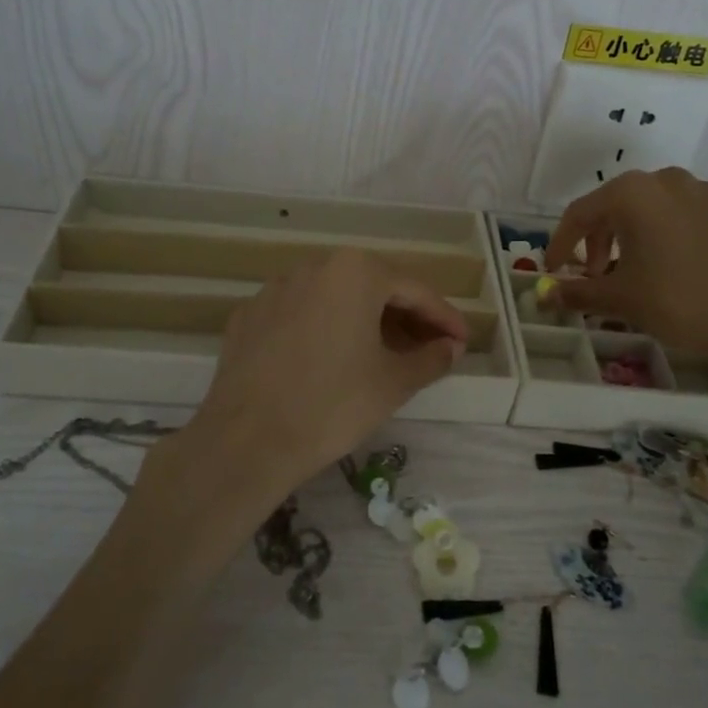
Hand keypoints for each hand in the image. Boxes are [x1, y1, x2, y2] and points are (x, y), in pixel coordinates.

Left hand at [182, 250, 467, 501]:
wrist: (247, 440)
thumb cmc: (333, 404)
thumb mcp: (394, 382)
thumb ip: (431, 357)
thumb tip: (450, 347)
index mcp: (356, 272)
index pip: (415, 291)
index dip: (443, 318)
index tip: (461, 342)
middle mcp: (314, 266)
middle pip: (372, 288)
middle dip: (404, 318)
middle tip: (428, 349)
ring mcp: (275, 288)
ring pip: (333, 298)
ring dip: (364, 321)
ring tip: (383, 355)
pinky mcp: (248, 315)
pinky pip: (299, 314)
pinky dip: (323, 329)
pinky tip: (330, 361)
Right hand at [544, 168, 707, 373]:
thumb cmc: (680, 302)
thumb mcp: (620, 299)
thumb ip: (577, 293)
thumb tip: (545, 295)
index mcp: (633, 194)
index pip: (580, 213)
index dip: (561, 243)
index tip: (554, 270)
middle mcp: (668, 180)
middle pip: (619, 206)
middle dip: (600, 239)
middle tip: (596, 274)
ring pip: (657, 208)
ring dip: (638, 235)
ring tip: (640, 270)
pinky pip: (692, 217)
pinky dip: (675, 236)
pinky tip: (682, 268)